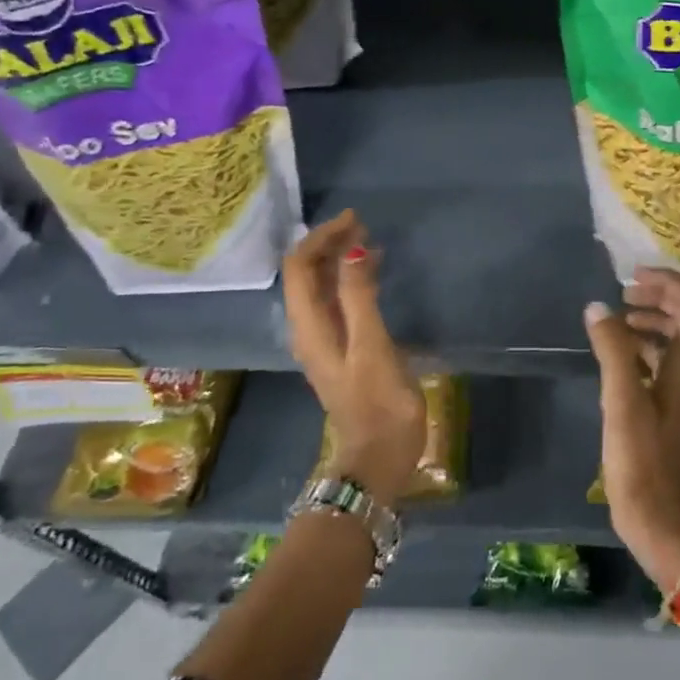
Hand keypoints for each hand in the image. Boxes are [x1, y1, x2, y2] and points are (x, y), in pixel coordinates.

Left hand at [283, 210, 424, 505]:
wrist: (378, 458)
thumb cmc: (379, 404)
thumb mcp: (372, 348)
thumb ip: (360, 298)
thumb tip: (352, 250)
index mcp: (310, 327)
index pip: (300, 267)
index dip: (322, 238)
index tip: (355, 221)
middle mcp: (308, 330)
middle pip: (306, 275)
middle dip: (329, 244)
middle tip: (363, 225)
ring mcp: (324, 341)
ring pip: (320, 288)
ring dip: (339, 260)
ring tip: (369, 241)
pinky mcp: (341, 350)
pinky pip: (336, 302)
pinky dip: (350, 280)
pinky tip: (372, 275)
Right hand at [584, 268, 679, 589]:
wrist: (664, 524)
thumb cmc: (643, 463)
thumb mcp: (622, 403)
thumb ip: (613, 351)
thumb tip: (599, 306)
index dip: (671, 283)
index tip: (634, 277)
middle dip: (662, 297)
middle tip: (625, 292)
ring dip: (654, 321)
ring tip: (619, 318)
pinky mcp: (676, 411)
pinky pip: (668, 363)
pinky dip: (647, 348)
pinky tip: (620, 357)